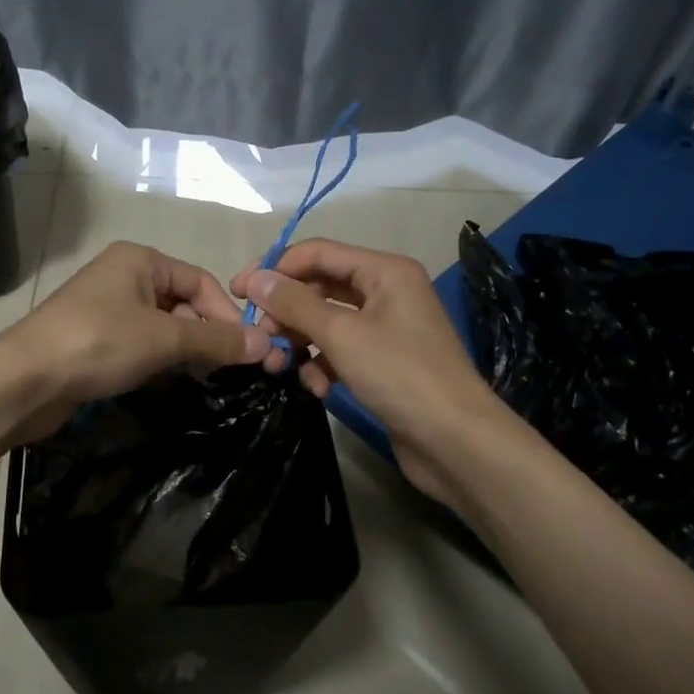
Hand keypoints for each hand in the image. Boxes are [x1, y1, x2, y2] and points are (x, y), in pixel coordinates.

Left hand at [0, 241, 271, 440]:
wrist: (25, 379)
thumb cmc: (99, 343)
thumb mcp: (165, 339)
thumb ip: (216, 340)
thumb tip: (267, 344)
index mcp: (140, 260)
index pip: (200, 282)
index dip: (226, 315)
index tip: (246, 351)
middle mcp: (125, 275)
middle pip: (183, 302)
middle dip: (205, 334)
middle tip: (223, 371)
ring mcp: (107, 307)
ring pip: (163, 325)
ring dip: (184, 350)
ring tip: (198, 378)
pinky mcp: (95, 337)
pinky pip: (141, 342)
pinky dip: (158, 358)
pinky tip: (166, 380)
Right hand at [233, 240, 502, 505]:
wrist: (456, 441)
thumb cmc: (400, 375)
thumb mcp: (341, 334)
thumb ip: (294, 304)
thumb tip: (255, 278)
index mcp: (384, 271)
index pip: (318, 253)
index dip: (276, 267)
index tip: (237, 292)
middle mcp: (386, 292)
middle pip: (320, 288)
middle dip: (286, 312)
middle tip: (258, 338)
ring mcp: (386, 329)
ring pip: (326, 323)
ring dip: (301, 343)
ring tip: (280, 367)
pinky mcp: (383, 363)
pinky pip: (340, 352)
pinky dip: (323, 367)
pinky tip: (317, 389)